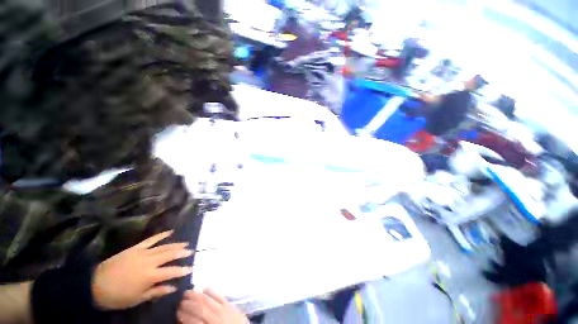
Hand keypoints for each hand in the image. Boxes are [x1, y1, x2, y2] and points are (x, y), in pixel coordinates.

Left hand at [92, 230, 192, 309]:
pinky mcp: (136, 248)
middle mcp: (149, 262)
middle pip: (170, 255)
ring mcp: (142, 253)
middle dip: (182, 253)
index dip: (182, 270)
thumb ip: (157, 291)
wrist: (95, 284)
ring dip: (175, 244)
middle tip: (191, 252)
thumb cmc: (118, 296)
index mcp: (150, 276)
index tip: (190, 269)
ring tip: (185, 243)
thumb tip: (173, 287)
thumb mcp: (138, 298)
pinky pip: (151, 240)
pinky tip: (170, 232)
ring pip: (163, 246)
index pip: (171, 271)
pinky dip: (161, 235)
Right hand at [177, 289, 247, 323]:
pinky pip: (220, 295)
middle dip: (188, 304)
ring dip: (197, 296)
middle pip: (200, 309)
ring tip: (187, 293)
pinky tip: (205, 287)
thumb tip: (184, 320)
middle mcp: (216, 318)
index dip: (184, 316)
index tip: (176, 312)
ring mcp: (225, 309)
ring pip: (208, 300)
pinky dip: (211, 291)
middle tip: (180, 301)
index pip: (194, 321)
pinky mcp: (231, 304)